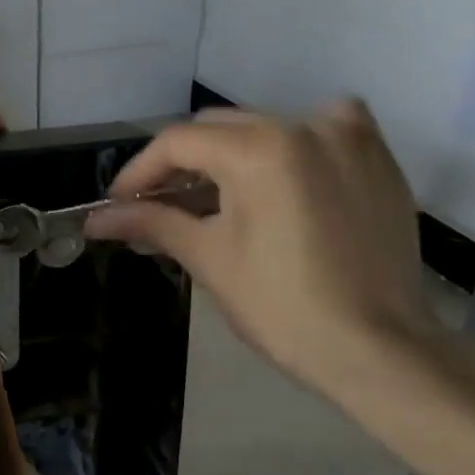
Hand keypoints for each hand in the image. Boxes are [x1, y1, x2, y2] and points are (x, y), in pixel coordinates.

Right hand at [84, 102, 438, 397]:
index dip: (138, 173)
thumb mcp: (209, 258)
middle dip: (180, 165)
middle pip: (218, 129)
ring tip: (214, 198)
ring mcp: (348, 137)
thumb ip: (152, 222)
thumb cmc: (282, 307)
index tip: (117, 205)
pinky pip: (324, 129)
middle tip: (158, 206)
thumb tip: (96, 219)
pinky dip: (294, 143)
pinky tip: (285, 174)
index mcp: (258, 149)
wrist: (378, 349)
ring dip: (231, 155)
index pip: (177, 143)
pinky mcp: (377, 158)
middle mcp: (304, 125)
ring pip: (266, 127)